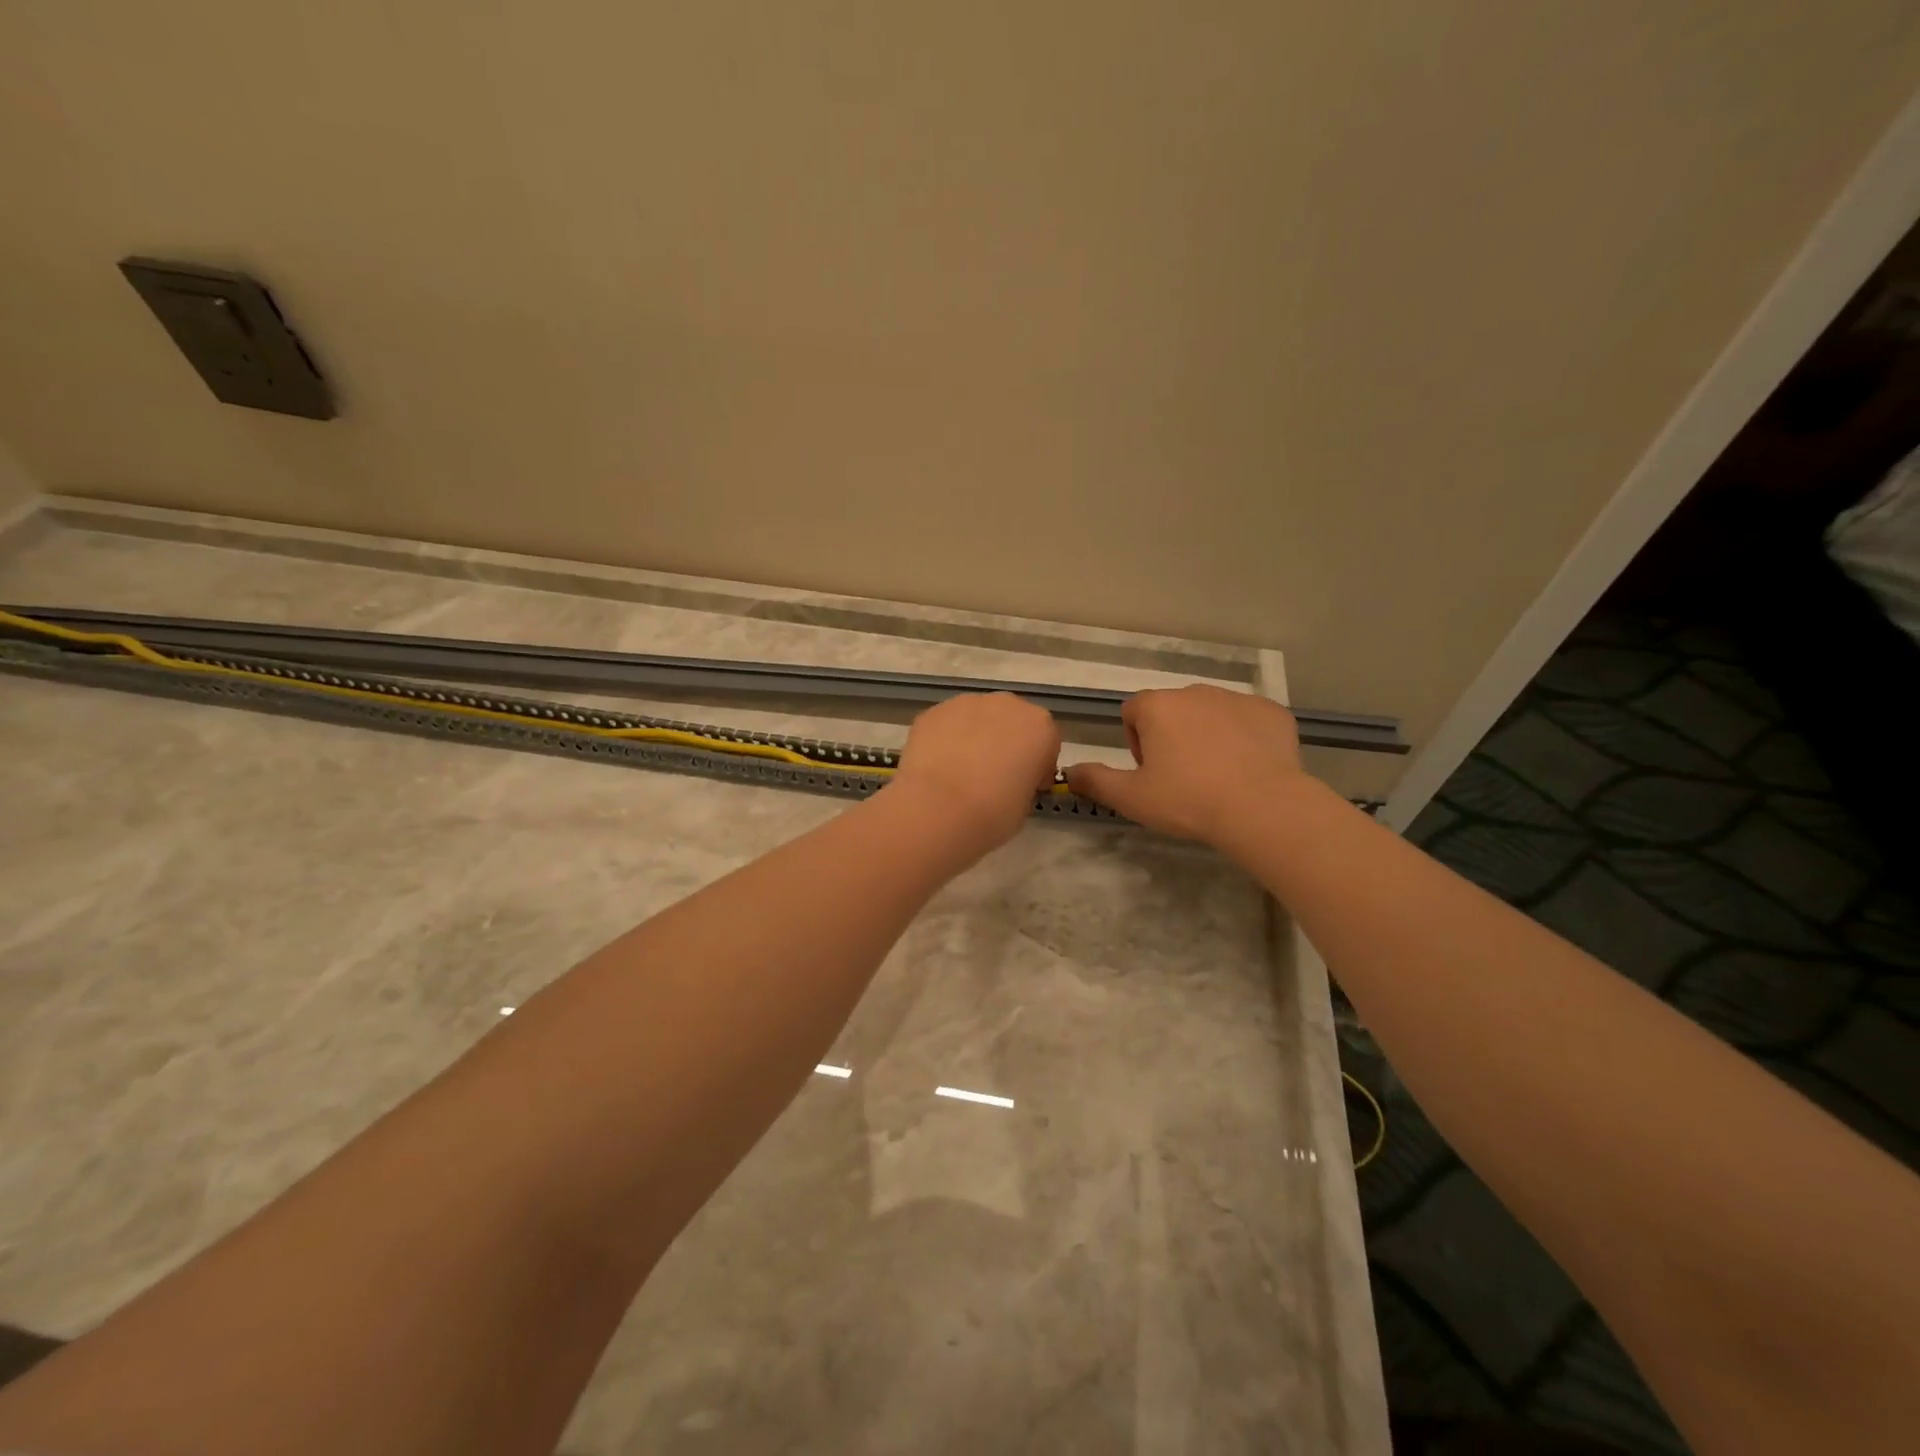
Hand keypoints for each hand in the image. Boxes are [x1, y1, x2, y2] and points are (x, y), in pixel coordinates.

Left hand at [886, 692, 1062, 856]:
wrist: (939, 809)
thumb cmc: (994, 813)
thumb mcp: (1025, 804)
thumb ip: (1023, 782)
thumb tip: (1008, 781)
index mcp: (1040, 727)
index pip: (1046, 741)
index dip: (1036, 764)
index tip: (1025, 785)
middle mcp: (1007, 705)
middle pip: (1011, 721)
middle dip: (1005, 742)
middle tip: (992, 776)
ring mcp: (967, 703)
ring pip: (977, 718)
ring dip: (974, 737)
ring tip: (959, 771)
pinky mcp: (934, 711)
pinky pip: (947, 724)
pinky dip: (945, 739)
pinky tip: (937, 766)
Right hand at [1064, 685, 1304, 844]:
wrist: (1261, 807)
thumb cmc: (1187, 800)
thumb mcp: (1131, 797)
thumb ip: (1094, 780)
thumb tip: (1068, 771)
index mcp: (1157, 706)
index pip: (1133, 712)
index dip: (1136, 742)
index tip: (1150, 773)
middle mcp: (1195, 691)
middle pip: (1172, 710)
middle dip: (1172, 736)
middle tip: (1182, 778)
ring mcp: (1237, 698)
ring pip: (1210, 713)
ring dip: (1206, 735)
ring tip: (1217, 775)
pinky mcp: (1271, 712)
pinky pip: (1248, 720)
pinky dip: (1244, 738)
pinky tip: (1249, 768)